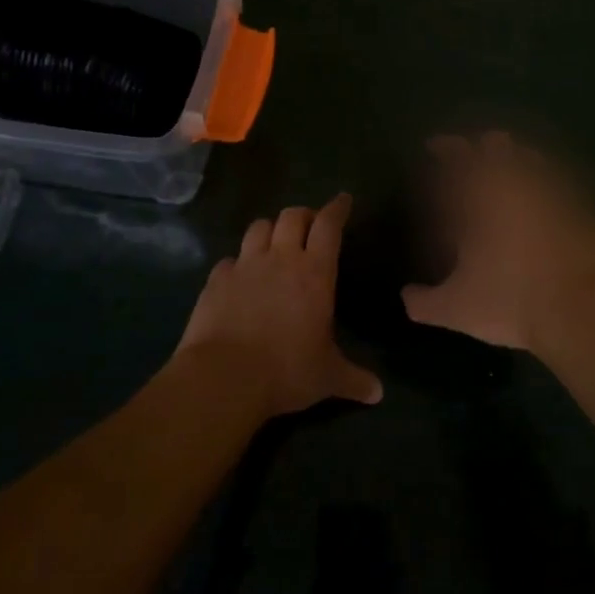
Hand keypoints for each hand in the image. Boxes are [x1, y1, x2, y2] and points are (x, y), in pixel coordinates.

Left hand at [177, 194, 382, 418]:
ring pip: (259, 227)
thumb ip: (354, 379)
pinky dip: (238, 263)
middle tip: (309, 227)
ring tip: (274, 243)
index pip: (329, 225)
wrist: (224, 377)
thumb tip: (379, 394)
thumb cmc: (286, 371)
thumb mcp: (327, 377)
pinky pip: (229, 260)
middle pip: (292, 216)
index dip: (337, 208)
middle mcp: (281, 259)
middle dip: (304, 215)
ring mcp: (245, 266)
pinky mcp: (216, 280)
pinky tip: (239, 278)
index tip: (343, 199)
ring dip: (270, 230)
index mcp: (315, 272)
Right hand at [401, 133, 594, 355]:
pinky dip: (546, 184)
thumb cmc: (510, 301)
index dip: (445, 147)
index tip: (435, 145)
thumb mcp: (456, 309)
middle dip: (483, 145)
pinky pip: (560, 183)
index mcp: (480, 196)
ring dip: (517, 158)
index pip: (457, 157)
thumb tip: (406, 297)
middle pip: (497, 145)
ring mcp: (553, 193)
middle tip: (473, 153)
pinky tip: (544, 199)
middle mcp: (516, 184)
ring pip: (531, 158)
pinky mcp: (581, 209)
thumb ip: (425, 302)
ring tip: (510, 169)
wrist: (580, 309)